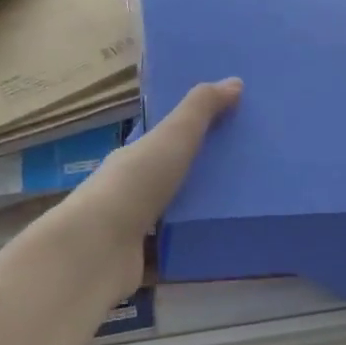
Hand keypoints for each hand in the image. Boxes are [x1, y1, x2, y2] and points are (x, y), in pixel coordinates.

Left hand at [48, 78, 241, 294]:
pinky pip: (174, 254)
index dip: (191, 133)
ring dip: (199, 215)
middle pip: (171, 179)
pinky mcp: (142, 263)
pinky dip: (194, 251)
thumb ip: (201, 110)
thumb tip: (234, 81)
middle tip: (248, 172)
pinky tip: (225, 248)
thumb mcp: (172, 138)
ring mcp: (133, 230)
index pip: (163, 141)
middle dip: (202, 176)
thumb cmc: (135, 185)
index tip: (229, 129)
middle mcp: (131, 191)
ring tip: (245, 211)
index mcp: (134, 157)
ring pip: (173, 218)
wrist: (96, 252)